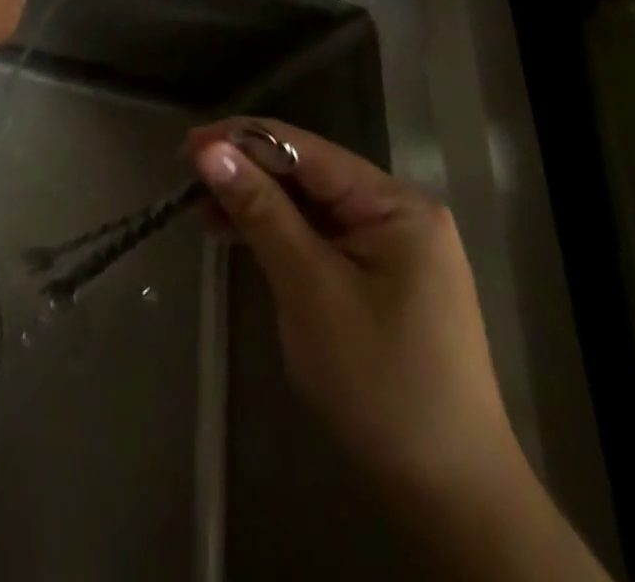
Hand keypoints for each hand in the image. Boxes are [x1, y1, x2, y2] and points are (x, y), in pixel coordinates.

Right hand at [186, 119, 521, 504]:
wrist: (449, 494)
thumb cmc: (378, 382)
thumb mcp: (308, 287)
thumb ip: (260, 209)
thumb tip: (209, 149)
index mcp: (394, 204)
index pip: (305, 150)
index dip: (241, 140)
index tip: (186, 148)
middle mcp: (397, 211)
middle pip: (308, 173)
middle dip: (247, 173)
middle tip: (187, 183)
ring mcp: (393, 245)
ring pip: (310, 204)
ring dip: (257, 204)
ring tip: (204, 214)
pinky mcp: (381, 276)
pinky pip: (321, 236)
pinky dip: (279, 234)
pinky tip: (242, 237)